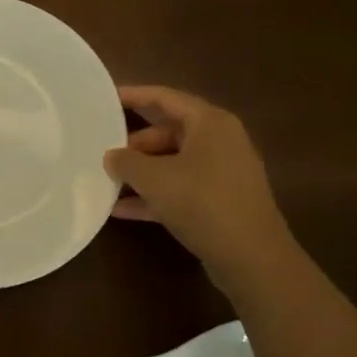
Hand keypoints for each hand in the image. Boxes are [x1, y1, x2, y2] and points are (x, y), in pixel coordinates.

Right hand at [105, 85, 301, 292]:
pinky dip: (155, 195)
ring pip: (173, 162)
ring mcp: (223, 173)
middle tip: (103, 149)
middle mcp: (220, 141)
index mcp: (209, 123)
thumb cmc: (203, 203)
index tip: (104, 99)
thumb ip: (126, 161)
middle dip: (134, 142)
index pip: (164, 98)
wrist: (253, 260)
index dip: (133, 96)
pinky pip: (181, 188)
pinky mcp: (221, 202)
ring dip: (141, 172)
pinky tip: (122, 210)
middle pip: (168, 131)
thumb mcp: (154, 179)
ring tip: (107, 179)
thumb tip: (111, 156)